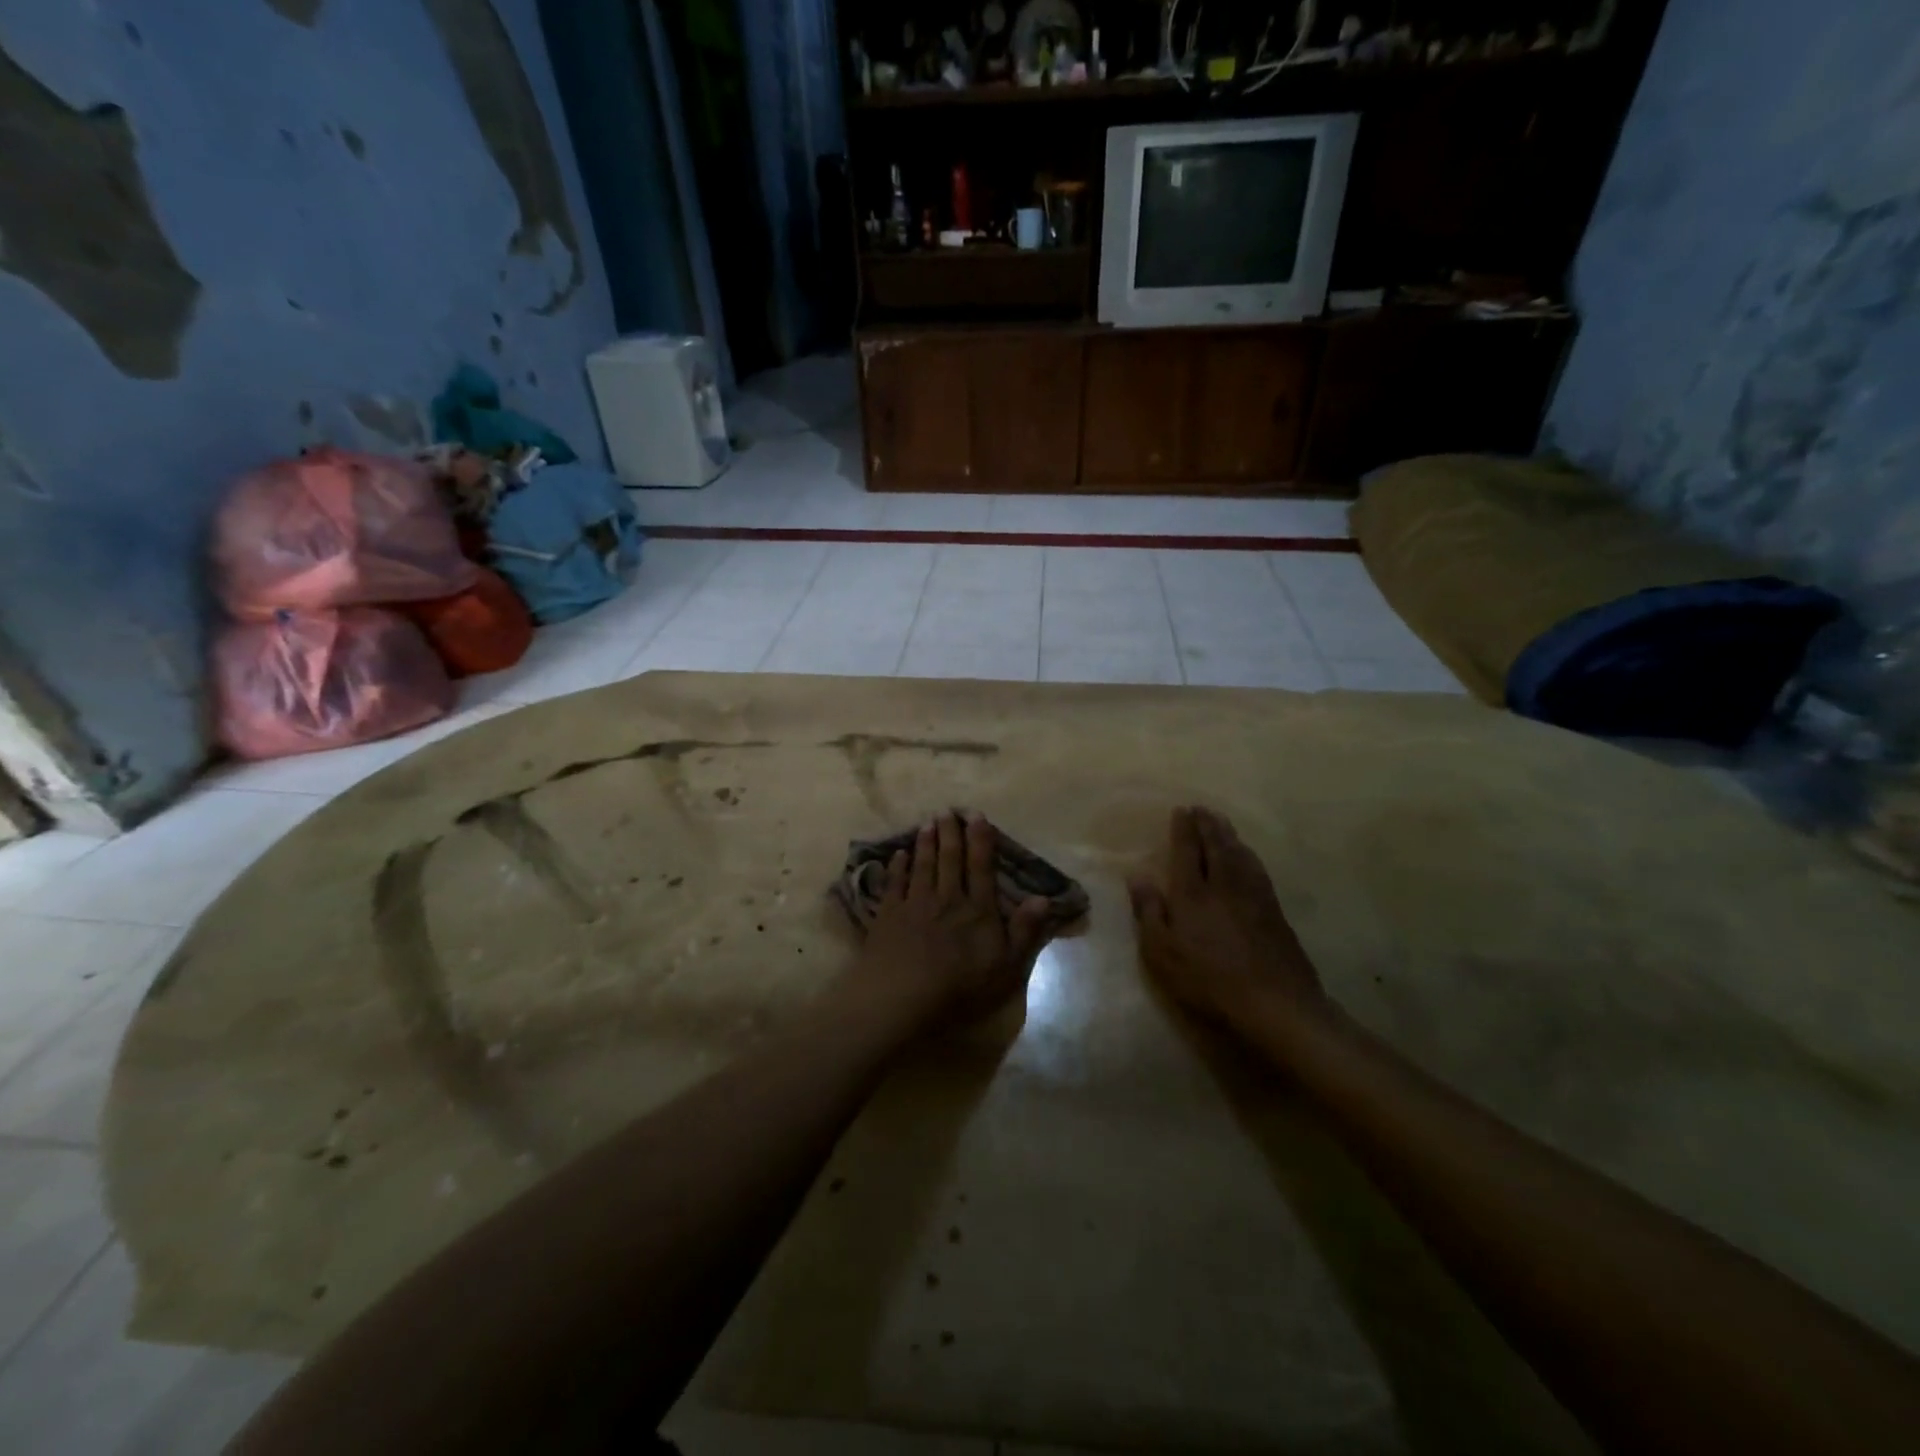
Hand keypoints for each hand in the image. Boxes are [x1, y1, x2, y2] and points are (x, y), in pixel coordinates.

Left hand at [851, 811, 1052, 1027]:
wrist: (904, 996)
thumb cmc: (961, 987)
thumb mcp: (1007, 967)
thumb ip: (1024, 931)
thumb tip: (1042, 898)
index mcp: (978, 910)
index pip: (981, 867)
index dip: (980, 840)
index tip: (977, 816)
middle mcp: (948, 898)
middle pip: (949, 859)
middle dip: (950, 833)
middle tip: (946, 810)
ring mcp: (916, 904)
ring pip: (923, 866)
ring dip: (926, 843)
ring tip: (927, 823)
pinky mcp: (889, 915)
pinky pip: (895, 884)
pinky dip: (897, 867)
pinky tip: (898, 854)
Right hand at [1129, 807, 1326, 1035]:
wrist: (1275, 1002)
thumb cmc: (1208, 980)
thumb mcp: (1162, 952)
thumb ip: (1149, 911)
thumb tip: (1137, 875)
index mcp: (1192, 894)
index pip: (1186, 852)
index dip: (1183, 830)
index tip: (1181, 810)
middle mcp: (1224, 885)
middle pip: (1216, 846)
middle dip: (1208, 825)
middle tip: (1202, 808)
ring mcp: (1253, 896)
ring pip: (1240, 854)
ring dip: (1229, 835)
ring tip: (1222, 823)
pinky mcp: (1274, 910)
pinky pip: (1257, 869)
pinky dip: (1248, 854)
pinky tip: (1248, 856)